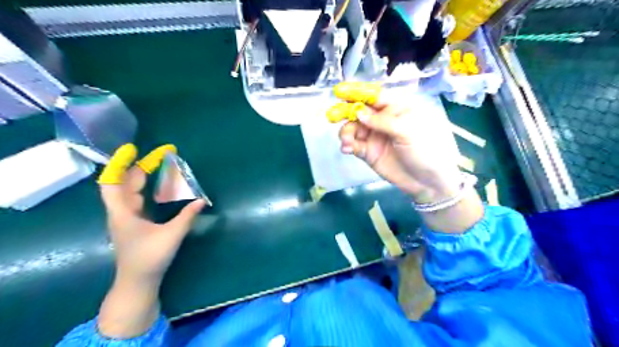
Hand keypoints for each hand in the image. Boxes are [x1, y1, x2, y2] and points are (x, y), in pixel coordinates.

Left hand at [95, 144, 204, 338]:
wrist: (138, 281)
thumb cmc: (150, 258)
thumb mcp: (172, 235)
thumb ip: (187, 216)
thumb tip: (202, 200)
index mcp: (123, 213)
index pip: (112, 182)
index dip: (120, 164)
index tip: (132, 149)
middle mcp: (122, 211)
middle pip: (125, 183)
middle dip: (142, 166)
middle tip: (162, 155)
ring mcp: (127, 217)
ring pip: (131, 190)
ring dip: (144, 176)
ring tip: (161, 165)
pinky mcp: (135, 222)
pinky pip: (138, 199)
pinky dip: (147, 188)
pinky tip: (159, 186)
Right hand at [325, 83, 461, 203]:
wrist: (427, 181)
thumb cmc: (425, 150)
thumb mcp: (408, 131)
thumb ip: (382, 121)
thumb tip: (358, 112)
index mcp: (396, 108)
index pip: (374, 96)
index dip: (356, 92)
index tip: (339, 92)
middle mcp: (382, 120)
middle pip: (359, 111)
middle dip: (345, 112)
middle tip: (333, 116)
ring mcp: (374, 136)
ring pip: (353, 128)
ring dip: (346, 132)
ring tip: (348, 141)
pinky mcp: (368, 152)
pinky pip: (353, 145)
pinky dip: (347, 145)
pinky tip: (347, 148)